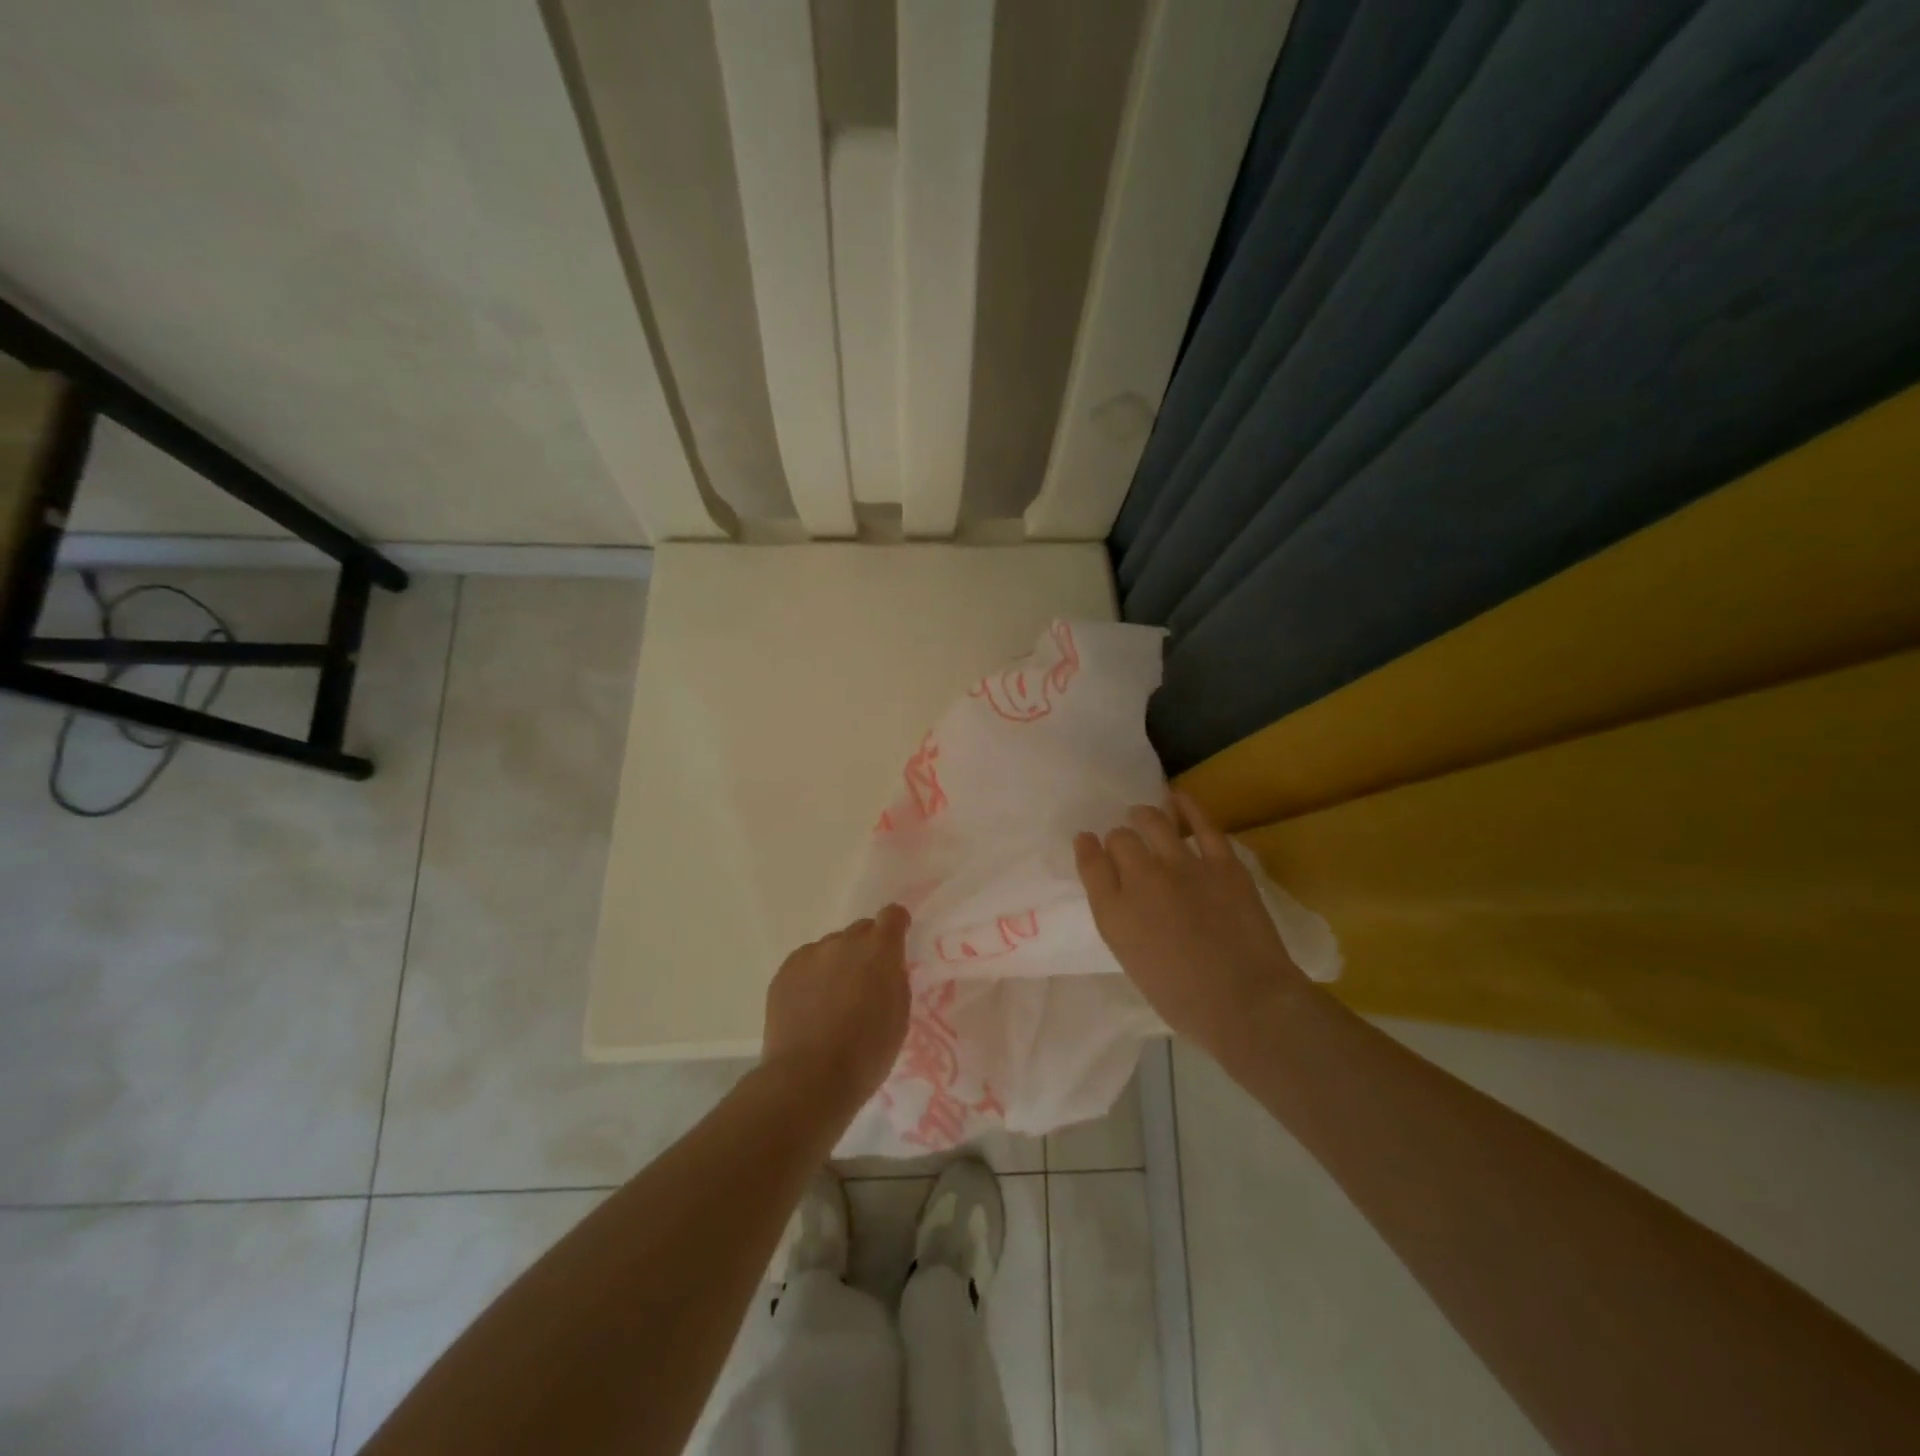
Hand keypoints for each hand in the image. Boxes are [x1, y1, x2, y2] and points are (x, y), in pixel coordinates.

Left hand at [761, 905, 911, 1115]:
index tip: (896, 941)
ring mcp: (810, 954)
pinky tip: (809, 1008)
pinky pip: (805, 964)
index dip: (896, 925)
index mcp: (879, 950)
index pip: (892, 915)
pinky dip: (812, 978)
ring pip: (830, 949)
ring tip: (832, 1001)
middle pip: (860, 931)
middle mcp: (843, 942)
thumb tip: (886, 968)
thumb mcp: (899, 1016)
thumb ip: (894, 980)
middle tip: (864, 982)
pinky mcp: (784, 971)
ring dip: (837, 964)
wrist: (809, 1078)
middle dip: (866, 949)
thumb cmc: (866, 1053)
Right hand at [1075, 794, 1312, 1062]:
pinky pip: (1201, 823)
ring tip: (1143, 814)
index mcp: (1114, 914)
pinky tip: (1178, 799)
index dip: (1087, 848)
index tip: (1087, 841)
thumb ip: (1120, 920)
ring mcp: (1182, 867)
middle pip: (1119, 839)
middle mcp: (1140, 881)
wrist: (1246, 1004)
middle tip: (1126, 843)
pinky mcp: (1222, 863)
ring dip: (1144, 816)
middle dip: (1118, 838)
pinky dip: (1187, 807)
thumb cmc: (1183, 1000)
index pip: (1090, 864)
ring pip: (1153, 822)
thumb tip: (1120, 893)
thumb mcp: (1132, 961)